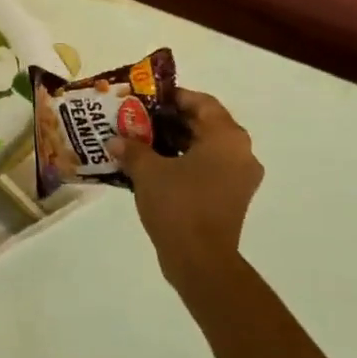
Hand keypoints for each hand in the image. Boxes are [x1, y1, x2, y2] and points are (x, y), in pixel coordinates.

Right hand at [111, 90, 264, 297]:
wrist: (200, 260)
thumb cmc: (178, 204)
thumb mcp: (148, 171)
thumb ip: (132, 149)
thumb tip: (115, 140)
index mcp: (227, 138)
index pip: (202, 103)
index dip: (174, 97)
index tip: (147, 98)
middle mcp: (240, 153)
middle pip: (205, 124)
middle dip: (171, 120)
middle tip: (139, 119)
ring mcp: (239, 179)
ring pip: (205, 148)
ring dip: (175, 143)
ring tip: (141, 142)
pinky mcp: (231, 199)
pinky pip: (207, 169)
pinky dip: (183, 163)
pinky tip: (153, 168)